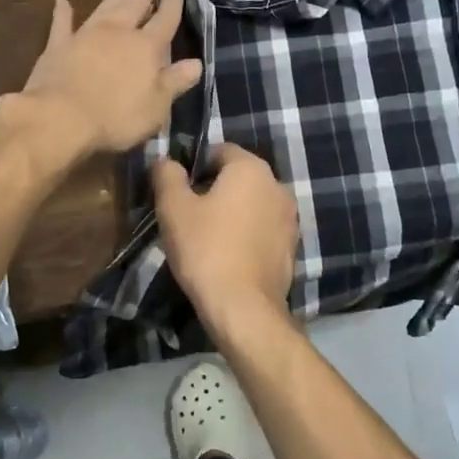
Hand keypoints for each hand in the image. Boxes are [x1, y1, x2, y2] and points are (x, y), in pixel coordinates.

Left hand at [10, 0, 202, 159]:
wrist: (61, 118)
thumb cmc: (116, 117)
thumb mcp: (156, 106)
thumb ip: (175, 82)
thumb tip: (197, 63)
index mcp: (146, 48)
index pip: (165, 19)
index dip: (172, 1)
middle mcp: (118, 33)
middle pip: (135, 2)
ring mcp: (86, 36)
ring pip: (105, 6)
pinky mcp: (58, 46)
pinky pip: (62, 24)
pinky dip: (63, 13)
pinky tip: (62, 1)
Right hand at [151, 143, 298, 333]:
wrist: (244, 307)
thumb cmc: (206, 249)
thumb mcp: (173, 208)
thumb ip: (167, 175)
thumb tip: (166, 161)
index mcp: (251, 168)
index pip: (219, 150)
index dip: (194, 167)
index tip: (177, 192)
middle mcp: (278, 185)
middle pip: (238, 177)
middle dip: (213, 189)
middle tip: (188, 216)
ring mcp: (290, 217)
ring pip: (252, 204)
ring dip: (232, 213)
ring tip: (207, 238)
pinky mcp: (292, 246)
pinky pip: (263, 229)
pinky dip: (246, 234)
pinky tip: (228, 255)